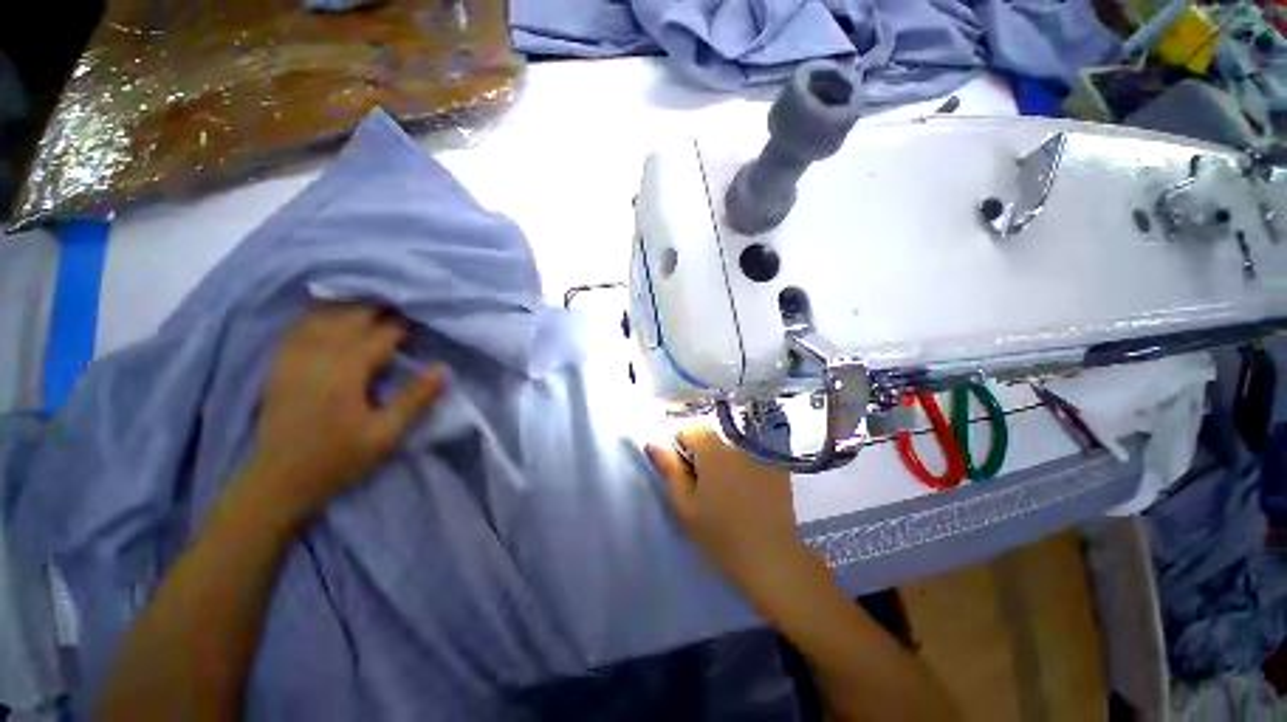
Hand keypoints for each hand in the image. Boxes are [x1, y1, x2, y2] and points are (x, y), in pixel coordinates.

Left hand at [247, 305, 445, 514]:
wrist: (276, 481)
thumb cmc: (336, 460)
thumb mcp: (385, 436)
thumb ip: (414, 399)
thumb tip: (442, 368)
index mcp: (344, 373)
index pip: (379, 337)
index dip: (402, 326)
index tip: (422, 318)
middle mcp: (316, 357)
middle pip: (349, 319)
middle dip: (377, 310)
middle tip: (401, 306)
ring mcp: (293, 359)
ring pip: (322, 319)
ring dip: (348, 307)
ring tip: (370, 303)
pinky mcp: (280, 366)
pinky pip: (299, 328)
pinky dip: (318, 316)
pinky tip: (328, 315)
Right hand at [646, 424, 819, 610]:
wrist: (771, 558)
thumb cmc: (721, 534)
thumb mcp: (686, 505)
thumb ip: (669, 469)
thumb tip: (653, 442)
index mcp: (713, 450)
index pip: (690, 427)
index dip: (680, 444)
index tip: (682, 470)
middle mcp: (738, 444)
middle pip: (711, 434)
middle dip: (701, 451)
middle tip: (702, 483)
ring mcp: (761, 454)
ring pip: (730, 444)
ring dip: (721, 458)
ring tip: (725, 489)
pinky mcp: (776, 467)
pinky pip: (750, 455)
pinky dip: (742, 465)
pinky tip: (745, 491)